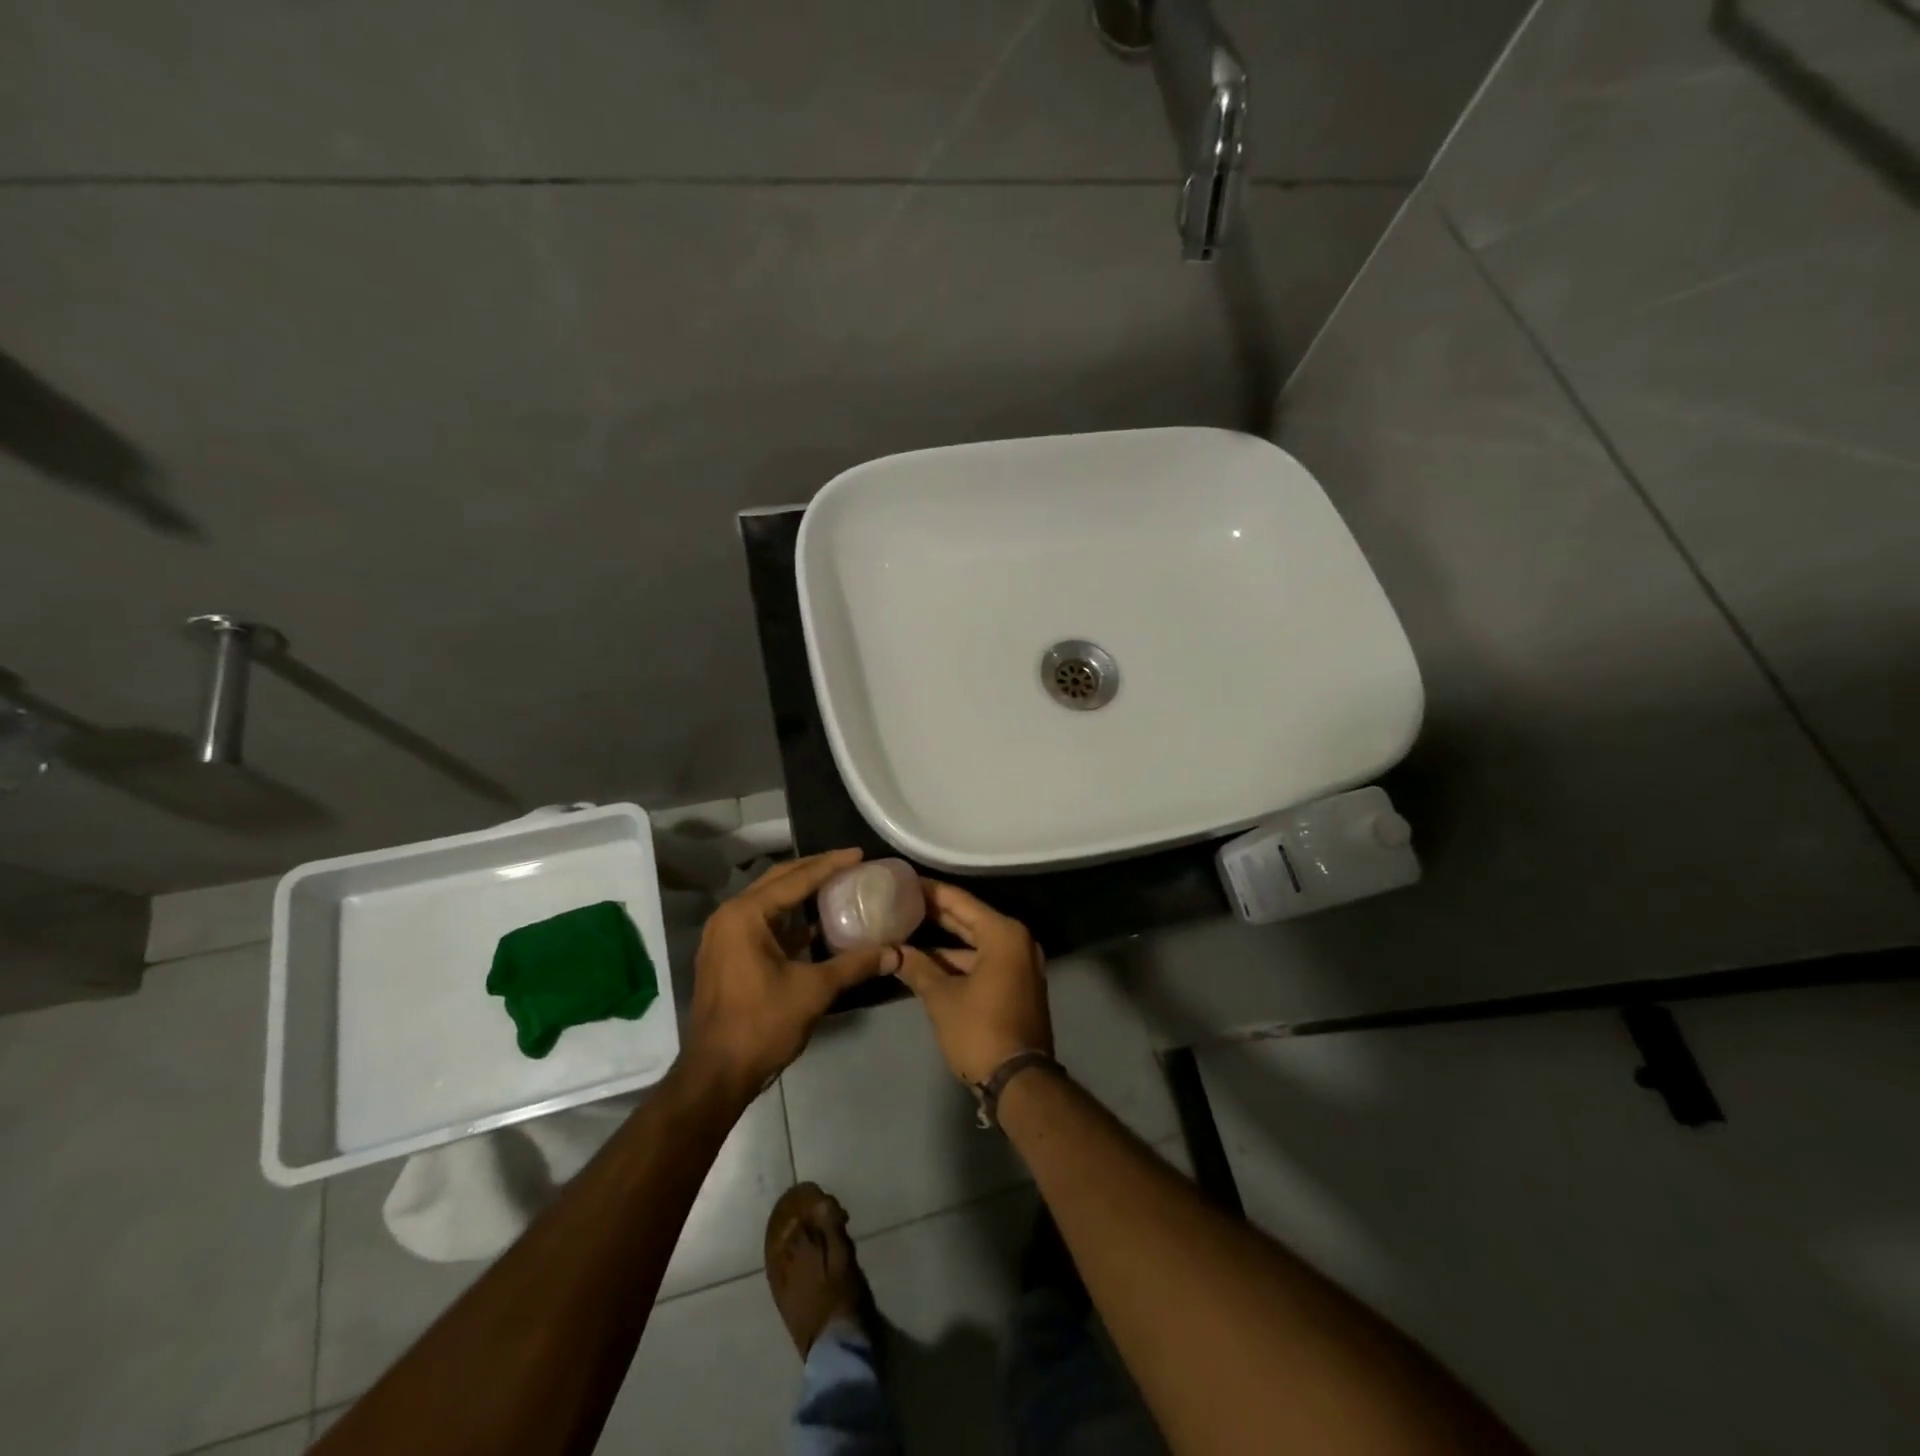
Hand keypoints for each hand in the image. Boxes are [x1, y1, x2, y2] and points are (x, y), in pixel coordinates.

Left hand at [683, 850, 899, 1102]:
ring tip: (838, 884)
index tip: (860, 853)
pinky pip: (763, 922)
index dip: (831, 864)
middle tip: (851, 863)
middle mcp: (730, 916)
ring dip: (801, 891)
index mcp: (746, 915)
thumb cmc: (762, 1025)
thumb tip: (896, 952)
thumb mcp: (813, 990)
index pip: (796, 878)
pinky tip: (817, 921)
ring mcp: (725, 936)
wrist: (716, 1074)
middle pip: (779, 880)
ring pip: (769, 900)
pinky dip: (790, 916)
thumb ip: (855, 965)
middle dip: (815, 869)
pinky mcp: (728, 955)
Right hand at [893, 880, 1050, 1085]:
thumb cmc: (980, 1031)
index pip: (959, 901)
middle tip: (900, 900)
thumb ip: (917, 967)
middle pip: (969, 918)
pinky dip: (958, 960)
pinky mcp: (1016, 984)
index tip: (903, 881)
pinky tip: (927, 960)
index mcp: (1003, 934)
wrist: (1019, 1083)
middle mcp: (1016, 941)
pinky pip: (983, 960)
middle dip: (935, 913)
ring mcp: (1019, 964)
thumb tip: (890, 950)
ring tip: (906, 929)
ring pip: (975, 942)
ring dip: (943, 940)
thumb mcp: (941, 998)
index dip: (929, 891)